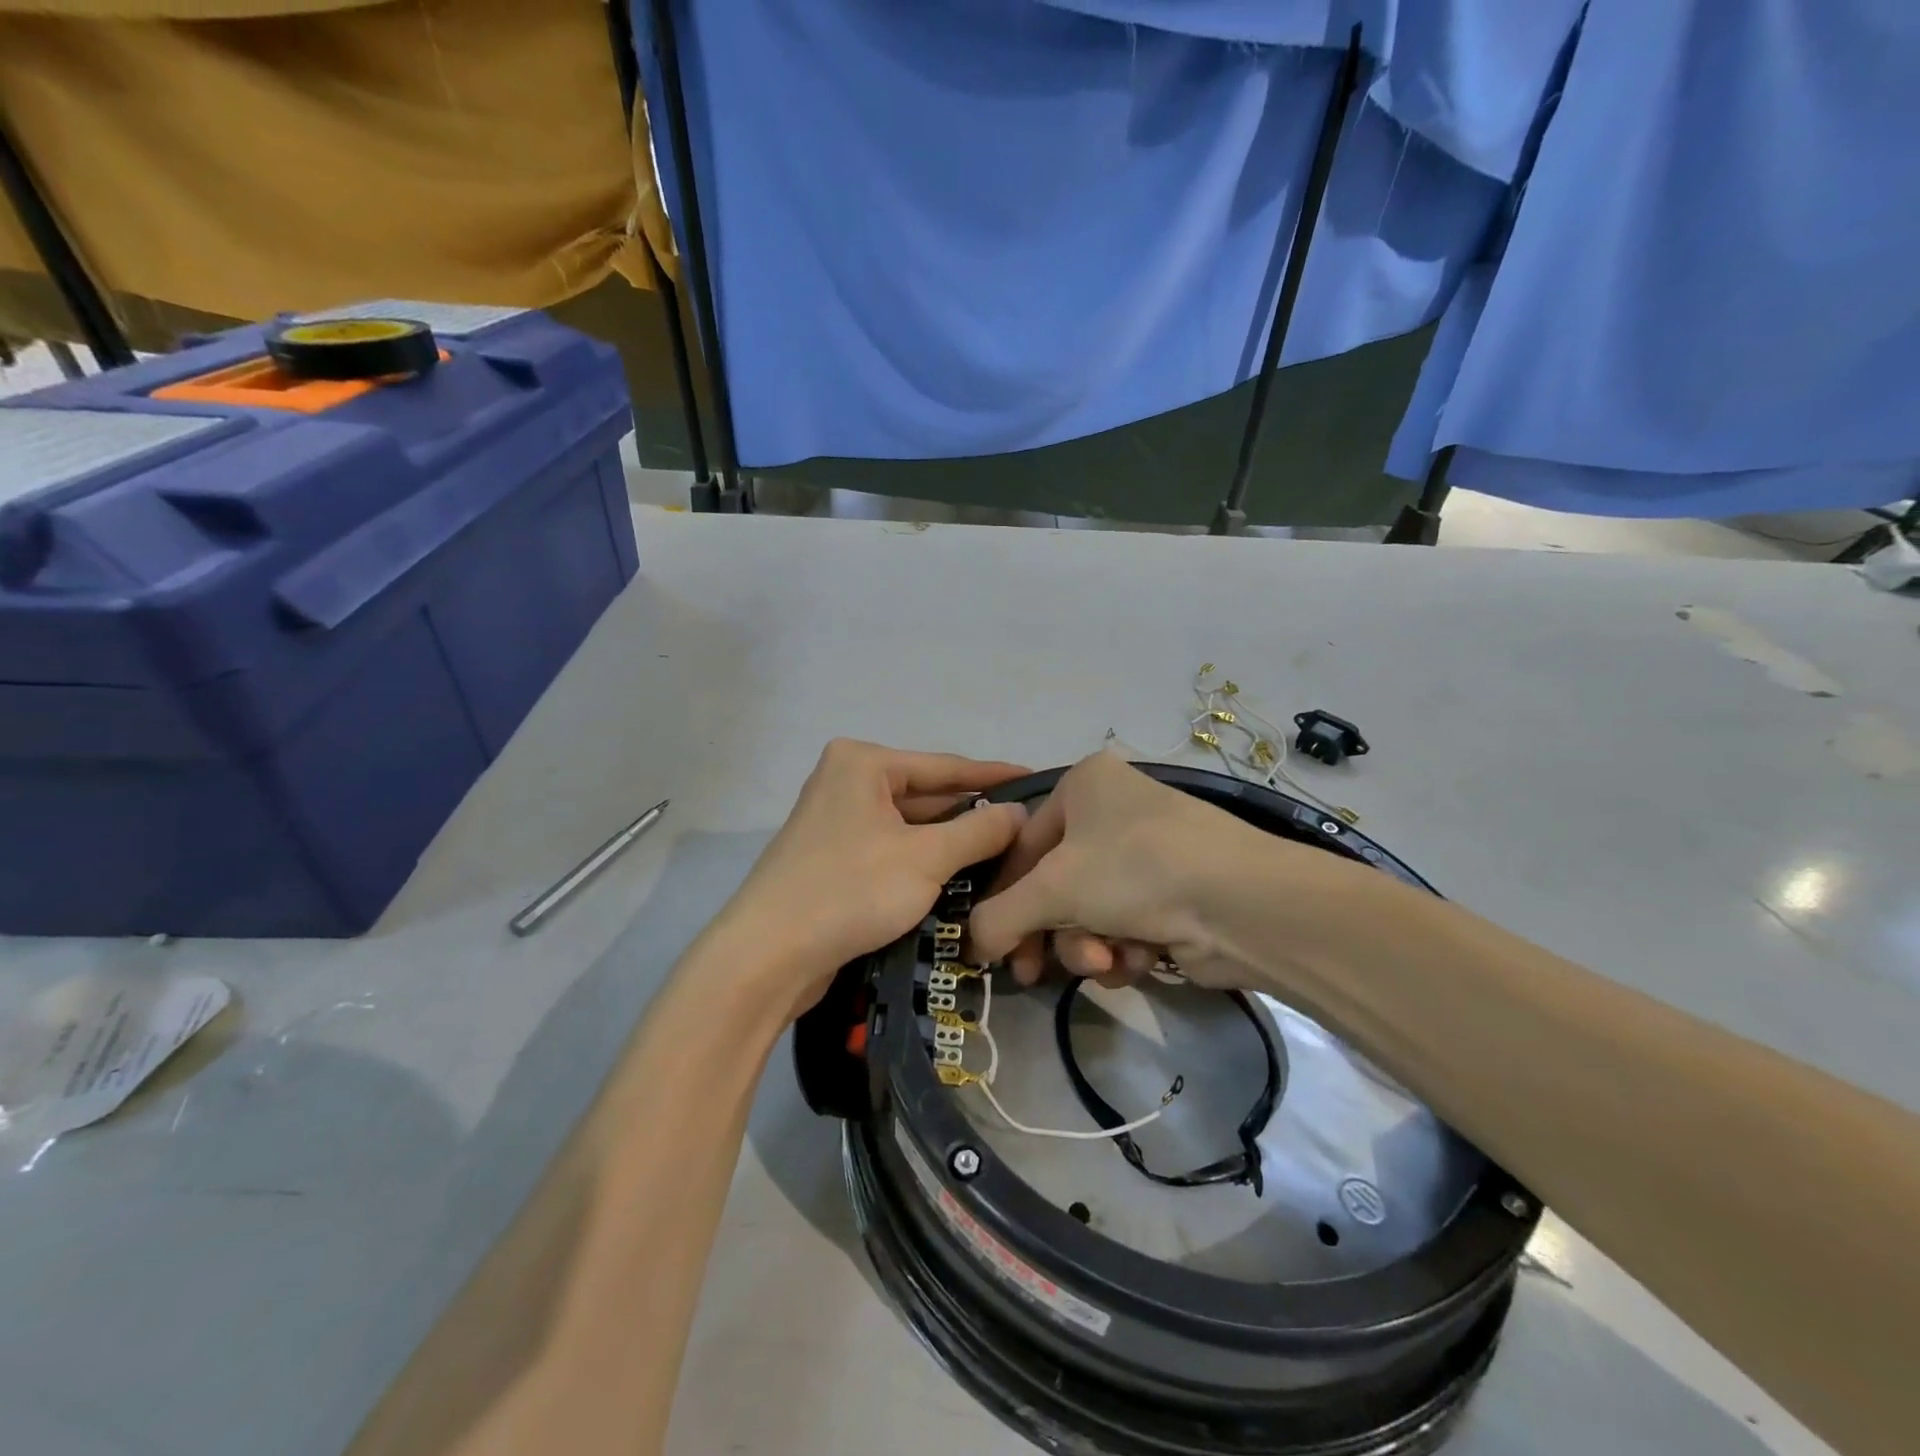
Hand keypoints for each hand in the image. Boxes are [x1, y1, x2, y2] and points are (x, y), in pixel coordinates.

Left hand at [712, 739, 1029, 1019]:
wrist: (767, 956)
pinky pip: (892, 849)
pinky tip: (961, 876)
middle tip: (1028, 828)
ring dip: (952, 843)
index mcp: (863, 763)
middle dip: (974, 815)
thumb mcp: (926, 858)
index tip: (1037, 780)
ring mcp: (836, 820)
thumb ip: (980, 831)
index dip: (995, 776)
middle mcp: (847, 781)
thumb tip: (1020, 813)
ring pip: (911, 826)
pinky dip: (924, 861)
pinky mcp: (833, 857)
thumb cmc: (850, 890)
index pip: (946, 766)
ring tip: (1007, 853)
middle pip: (927, 795)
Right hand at [969, 750, 1268, 989]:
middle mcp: (1113, 811)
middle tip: (1032, 972)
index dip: (1003, 899)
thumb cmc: (1135, 870)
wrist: (1245, 904)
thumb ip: (996, 917)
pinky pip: (1124, 925)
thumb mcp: (1052, 889)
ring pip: (1088, 911)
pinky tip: (1141, 958)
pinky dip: (1124, 949)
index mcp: (1084, 784)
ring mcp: (1146, 853)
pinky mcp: (1173, 893)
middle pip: (1054, 884)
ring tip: (1108, 960)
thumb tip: (972, 946)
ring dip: (1089, 945)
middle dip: (1052, 931)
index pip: (1021, 845)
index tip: (993, 947)